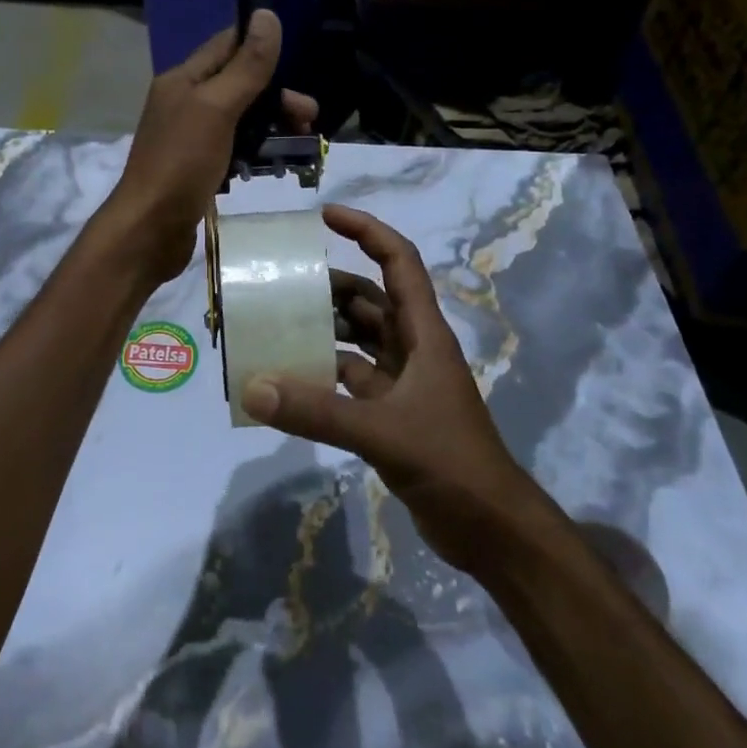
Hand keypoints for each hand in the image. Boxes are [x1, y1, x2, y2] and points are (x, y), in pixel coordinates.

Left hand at [101, 9, 317, 282]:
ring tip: (302, 142)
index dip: (260, 44)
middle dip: (276, 95)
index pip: (226, 45)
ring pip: (240, 118)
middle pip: (238, 84)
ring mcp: (190, 137)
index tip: (297, 56)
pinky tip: (275, 165)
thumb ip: (246, 67)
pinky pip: (234, 148)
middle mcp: (185, 102)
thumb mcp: (217, 108)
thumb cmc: (181, 163)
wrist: (149, 231)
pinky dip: (256, 151)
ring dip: (271, 124)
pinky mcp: (198, 168)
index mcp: (183, 80)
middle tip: (309, 116)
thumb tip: (268, 16)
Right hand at [241, 205, 547, 574]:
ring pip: (359, 339)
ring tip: (278, 322)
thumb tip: (253, 387)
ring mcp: (404, 383)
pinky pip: (351, 379)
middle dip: (331, 284)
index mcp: (424, 334)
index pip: (398, 263)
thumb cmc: (451, 463)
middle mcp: (414, 349)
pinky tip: (291, 378)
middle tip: (282, 280)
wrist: (492, 531)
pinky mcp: (393, 414)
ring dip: (325, 328)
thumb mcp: (383, 432)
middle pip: (371, 299)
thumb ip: (318, 411)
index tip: (325, 216)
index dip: (366, 232)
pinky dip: (324, 373)